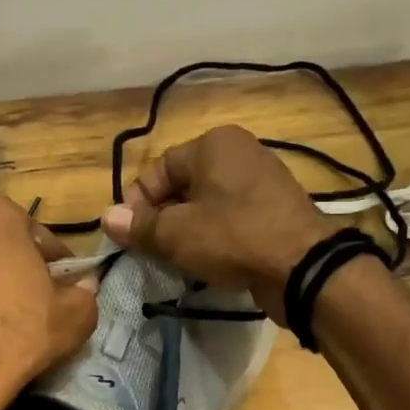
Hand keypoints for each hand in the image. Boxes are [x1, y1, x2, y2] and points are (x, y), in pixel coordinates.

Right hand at [100, 126, 336, 319]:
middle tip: (152, 251)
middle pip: (184, 186)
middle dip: (163, 219)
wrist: (303, 266)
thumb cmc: (233, 237)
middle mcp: (240, 153)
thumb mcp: (177, 233)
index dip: (137, 202)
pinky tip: (210, 263)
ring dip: (188, 231)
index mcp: (214, 144)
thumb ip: (140, 226)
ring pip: (208, 205)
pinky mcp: (276, 211)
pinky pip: (233, 220)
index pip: (159, 168)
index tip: (130, 236)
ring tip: (179, 260)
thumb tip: (106, 218)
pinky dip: (216, 238)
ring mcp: (263, 181)